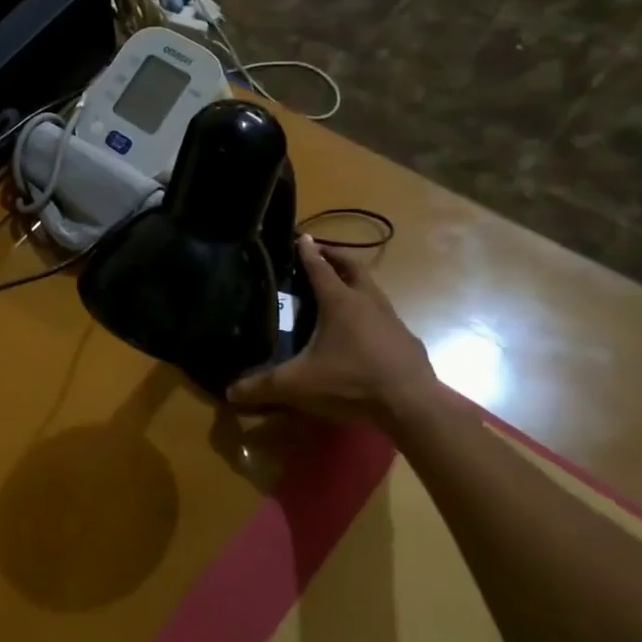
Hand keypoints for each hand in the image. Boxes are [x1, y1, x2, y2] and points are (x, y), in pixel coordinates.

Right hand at [228, 236, 436, 420]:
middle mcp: (367, 303)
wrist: (412, 405)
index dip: (308, 252)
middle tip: (322, 254)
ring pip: (373, 291)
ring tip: (342, 291)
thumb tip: (229, 392)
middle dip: (337, 258)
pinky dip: (372, 314)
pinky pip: (386, 318)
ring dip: (357, 284)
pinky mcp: (407, 341)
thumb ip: (262, 386)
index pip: (320, 268)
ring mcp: (392, 321)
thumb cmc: (350, 382)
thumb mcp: (298, 385)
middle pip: (353, 269)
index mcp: (339, 302)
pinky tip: (365, 332)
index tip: (301, 237)